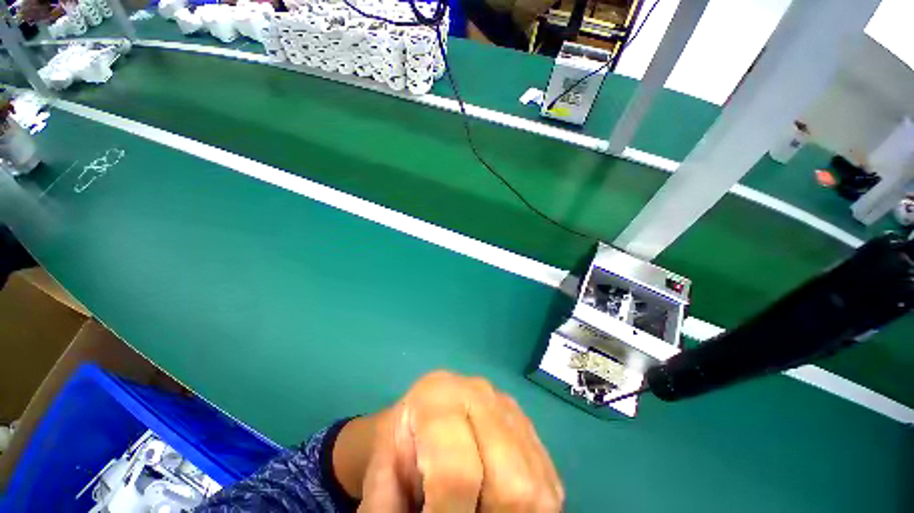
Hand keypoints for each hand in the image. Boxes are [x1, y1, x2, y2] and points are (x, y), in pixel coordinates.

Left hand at [355, 371, 563, 511]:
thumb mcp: (382, 476)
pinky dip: (532, 510)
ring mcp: (509, 409)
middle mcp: (481, 394)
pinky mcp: (528, 426)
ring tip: (481, 509)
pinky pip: (548, 482)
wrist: (420, 416)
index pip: (458, 473)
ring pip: (538, 489)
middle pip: (513, 483)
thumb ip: (387, 511)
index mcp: (439, 398)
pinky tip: (500, 505)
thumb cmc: (399, 448)